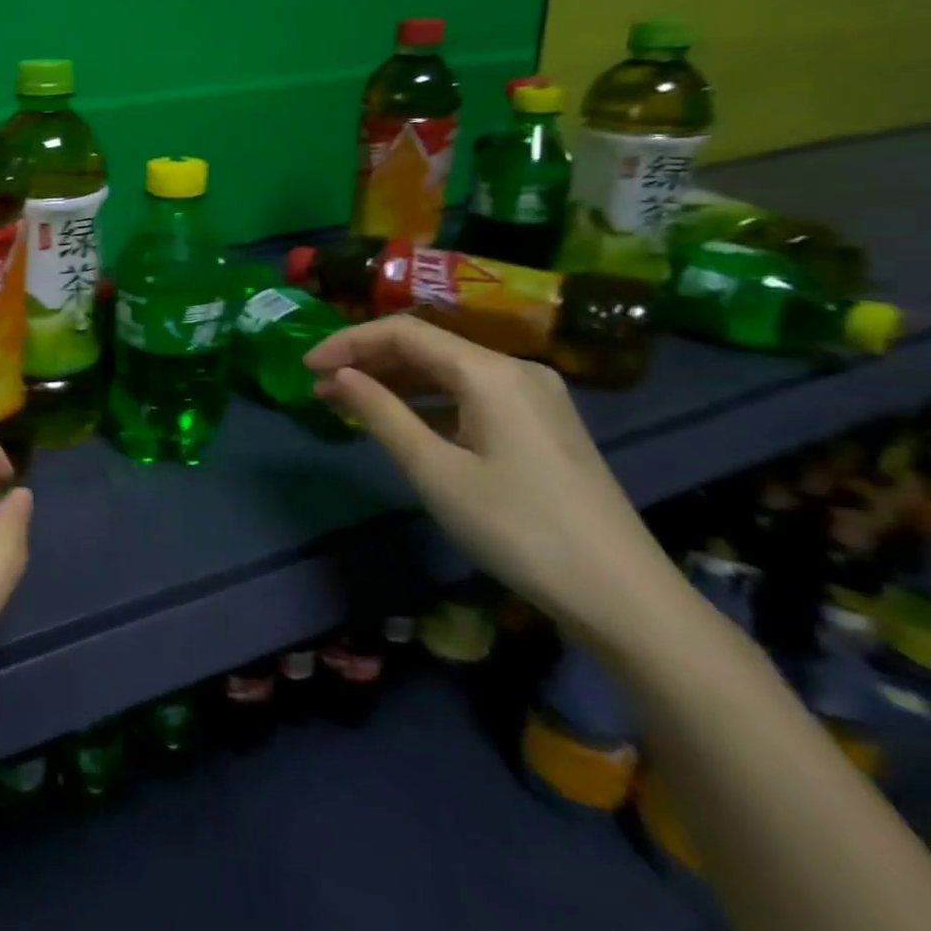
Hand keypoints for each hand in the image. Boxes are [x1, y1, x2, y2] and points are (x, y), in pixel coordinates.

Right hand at [305, 316, 679, 643]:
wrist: (624, 597)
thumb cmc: (517, 528)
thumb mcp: (434, 470)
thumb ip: (380, 413)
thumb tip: (337, 375)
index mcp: (491, 372)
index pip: (404, 333)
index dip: (348, 342)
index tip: (307, 366)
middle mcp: (515, 370)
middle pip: (427, 346)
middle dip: (367, 361)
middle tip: (320, 387)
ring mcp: (534, 397)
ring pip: (447, 371)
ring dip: (394, 381)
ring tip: (347, 402)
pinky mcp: (541, 425)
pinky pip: (470, 394)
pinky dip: (427, 401)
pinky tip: (401, 421)